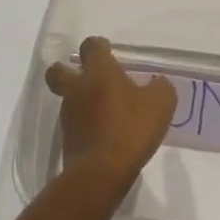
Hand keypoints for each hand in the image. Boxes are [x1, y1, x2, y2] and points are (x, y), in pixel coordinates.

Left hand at [46, 37, 176, 196]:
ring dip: (80, 100)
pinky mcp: (67, 139)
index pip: (90, 45)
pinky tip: (104, 134)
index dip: (99, 46)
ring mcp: (69, 114)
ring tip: (104, 112)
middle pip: (58, 70)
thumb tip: (157, 83)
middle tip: (89, 78)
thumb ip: (160, 87)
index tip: (110, 53)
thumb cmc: (131, 129)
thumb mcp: (161, 104)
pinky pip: (74, 123)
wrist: (101, 173)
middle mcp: (77, 87)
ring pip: (67, 98)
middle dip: (68, 70)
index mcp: (99, 71)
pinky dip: (85, 124)